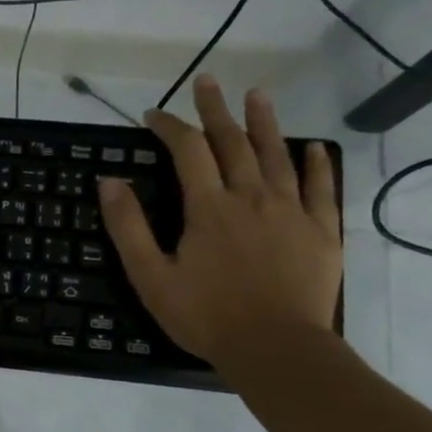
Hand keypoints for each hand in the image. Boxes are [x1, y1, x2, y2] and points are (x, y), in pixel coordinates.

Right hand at [99, 75, 341, 367]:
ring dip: (265, 122)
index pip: (188, 150)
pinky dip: (316, 164)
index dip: (169, 127)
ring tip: (257, 95)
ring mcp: (292, 211)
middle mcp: (251, 197)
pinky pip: (322, 188)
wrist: (276, 349)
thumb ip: (128, 226)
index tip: (153, 115)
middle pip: (233, 142)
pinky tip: (312, 147)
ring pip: (278, 155)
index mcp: (208, 207)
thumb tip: (109, 181)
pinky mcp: (322, 231)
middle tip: (207, 82)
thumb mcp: (150, 276)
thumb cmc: (205, 315)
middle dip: (216, 110)